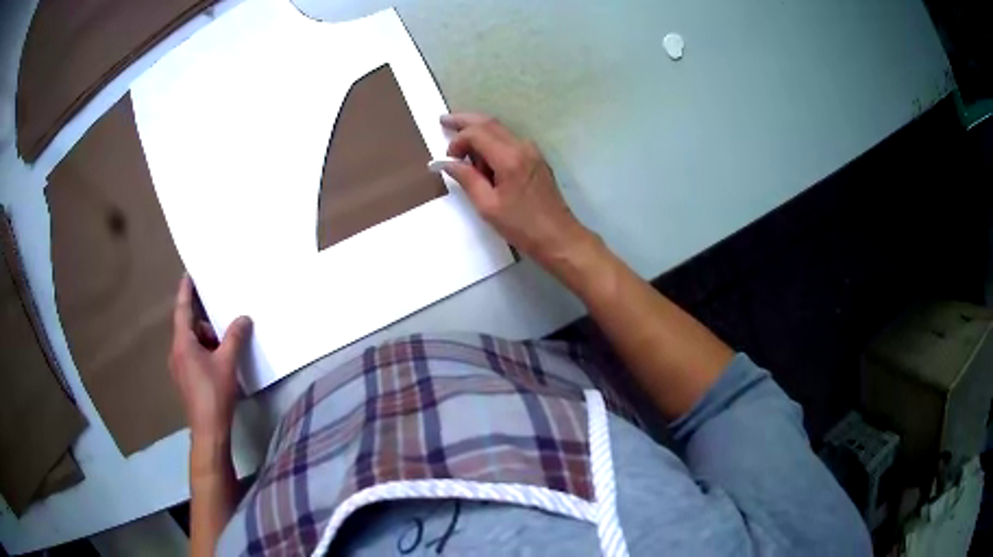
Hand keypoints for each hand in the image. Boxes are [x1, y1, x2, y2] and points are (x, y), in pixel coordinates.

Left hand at [169, 274, 251, 443]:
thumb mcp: (227, 363)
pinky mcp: (185, 379)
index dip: (185, 291)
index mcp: (183, 344)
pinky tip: (221, 363)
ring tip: (227, 348)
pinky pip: (193, 356)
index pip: (182, 310)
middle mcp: (176, 352)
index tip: (188, 274)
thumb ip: (234, 337)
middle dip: (205, 323)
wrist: (209, 431)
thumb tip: (244, 318)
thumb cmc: (214, 394)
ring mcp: (179, 367)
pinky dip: (206, 353)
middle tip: (223, 322)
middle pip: (189, 327)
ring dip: (208, 341)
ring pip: (192, 343)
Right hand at [440, 113, 593, 267]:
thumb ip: (466, 179)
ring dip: (479, 134)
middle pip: (489, 123)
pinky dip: (492, 143)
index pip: (477, 133)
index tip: (448, 159)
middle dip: (465, 121)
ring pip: (499, 131)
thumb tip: (447, 162)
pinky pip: (509, 142)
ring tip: (462, 152)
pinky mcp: (536, 159)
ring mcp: (532, 151)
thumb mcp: (487, 206)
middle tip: (444, 120)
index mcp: (509, 158)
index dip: (457, 141)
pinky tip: (482, 160)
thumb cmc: (521, 226)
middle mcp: (522, 147)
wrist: (559, 237)